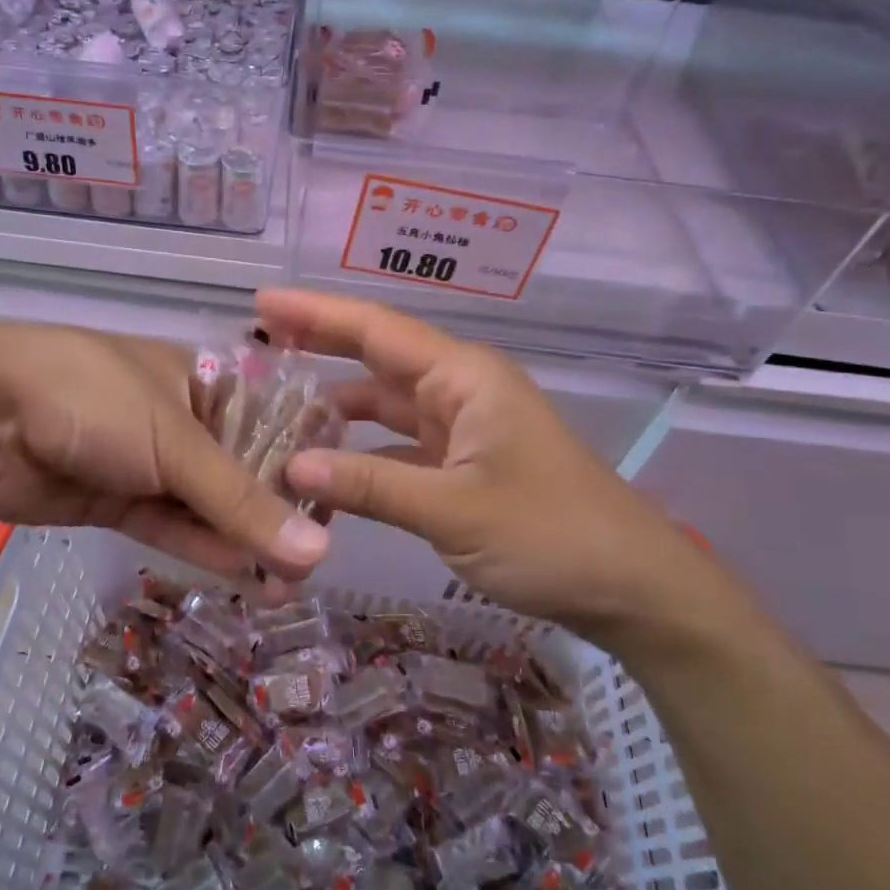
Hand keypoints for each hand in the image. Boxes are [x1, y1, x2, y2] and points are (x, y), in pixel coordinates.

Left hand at [0, 322, 330, 588]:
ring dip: (240, 540)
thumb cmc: (96, 399)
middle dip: (273, 514)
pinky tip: (242, 574)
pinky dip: (201, 546)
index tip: (334, 508)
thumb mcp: (178, 442)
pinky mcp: (116, 499)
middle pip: (240, 469)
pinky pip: (169, 524)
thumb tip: (317, 553)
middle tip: (308, 564)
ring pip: (205, 504)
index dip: (302, 464)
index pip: (270, 422)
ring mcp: (146, 461)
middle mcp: (181, 418)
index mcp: (203, 379)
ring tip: (284, 586)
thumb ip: (242, 501)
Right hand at [256, 289, 735, 645]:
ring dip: (335, 411)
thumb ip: (369, 485)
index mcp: (463, 377)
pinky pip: (397, 449)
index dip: (316, 314)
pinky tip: (321, 471)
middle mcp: (459, 390)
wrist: (632, 587)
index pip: (377, 330)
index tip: (262, 302)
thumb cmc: (550, 534)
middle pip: (376, 359)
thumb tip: (291, 469)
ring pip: (384, 407)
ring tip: (274, 412)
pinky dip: (360, 456)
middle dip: (319, 347)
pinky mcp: (462, 466)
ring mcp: (462, 429)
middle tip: (256, 343)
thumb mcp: (453, 510)